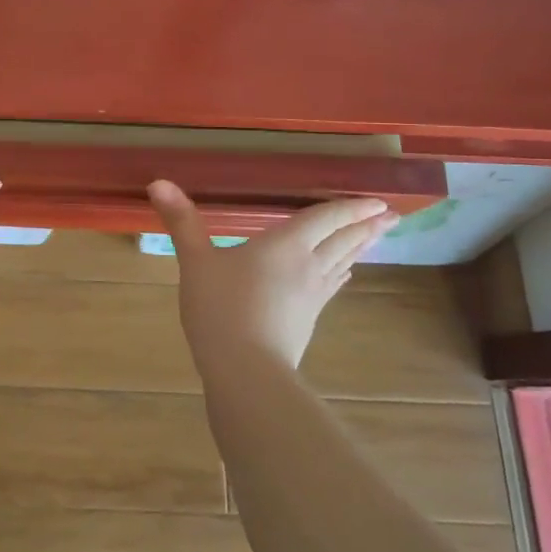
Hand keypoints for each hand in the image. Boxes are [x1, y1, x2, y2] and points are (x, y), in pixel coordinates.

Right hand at [147, 180, 398, 369]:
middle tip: (391, 215)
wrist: (245, 370)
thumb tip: (158, 182)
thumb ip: (182, 222)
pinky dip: (342, 273)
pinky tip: (343, 274)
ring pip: (343, 263)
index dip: (349, 207)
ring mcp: (312, 295)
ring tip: (376, 237)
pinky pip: (332, 286)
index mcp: (285, 244)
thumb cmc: (220, 308)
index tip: (377, 200)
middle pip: (343, 240)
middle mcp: (307, 265)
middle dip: (366, 226)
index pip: (324, 218)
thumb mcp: (195, 261)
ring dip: (361, 247)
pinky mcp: (308, 319)